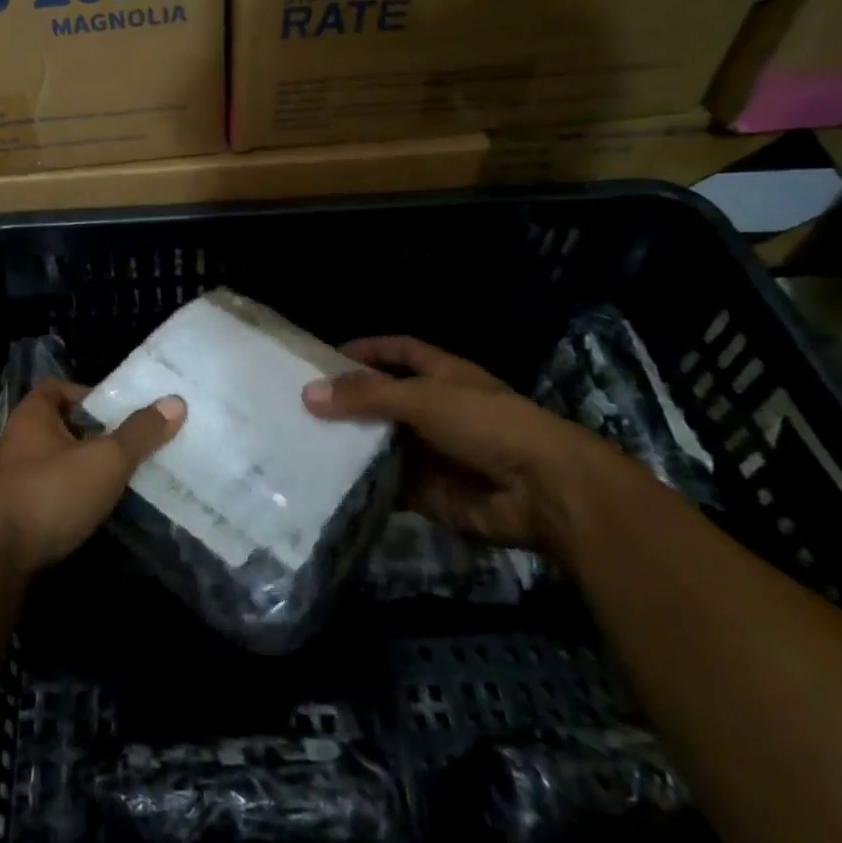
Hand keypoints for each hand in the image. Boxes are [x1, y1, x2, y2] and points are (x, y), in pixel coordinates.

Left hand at [0, 379, 184, 575]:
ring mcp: (13, 480)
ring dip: (83, 469)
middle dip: (93, 434)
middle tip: (130, 444)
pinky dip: (72, 499)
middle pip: (60, 425)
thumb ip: (139, 433)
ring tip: (121, 478)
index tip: (118, 410)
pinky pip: (51, 495)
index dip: (88, 393)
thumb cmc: (50, 493)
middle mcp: (18, 441)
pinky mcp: (14, 516)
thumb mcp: (104, 460)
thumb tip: (175, 401)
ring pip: (56, 463)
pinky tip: (96, 512)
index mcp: (32, 415)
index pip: (58, 387)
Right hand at [302, 336, 627, 553]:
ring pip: (382, 444)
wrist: (543, 492)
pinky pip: (388, 484)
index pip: (397, 352)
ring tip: (302, 444)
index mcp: (442, 375)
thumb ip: (366, 395)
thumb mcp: (423, 398)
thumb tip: (307, 393)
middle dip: (347, 403)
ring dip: (350, 445)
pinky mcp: (430, 492)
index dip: (365, 350)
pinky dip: (363, 484)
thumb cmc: (486, 424)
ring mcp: (432, 452)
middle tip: (298, 406)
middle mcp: (435, 410)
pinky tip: (327, 483)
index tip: (323, 357)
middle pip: (383, 400)